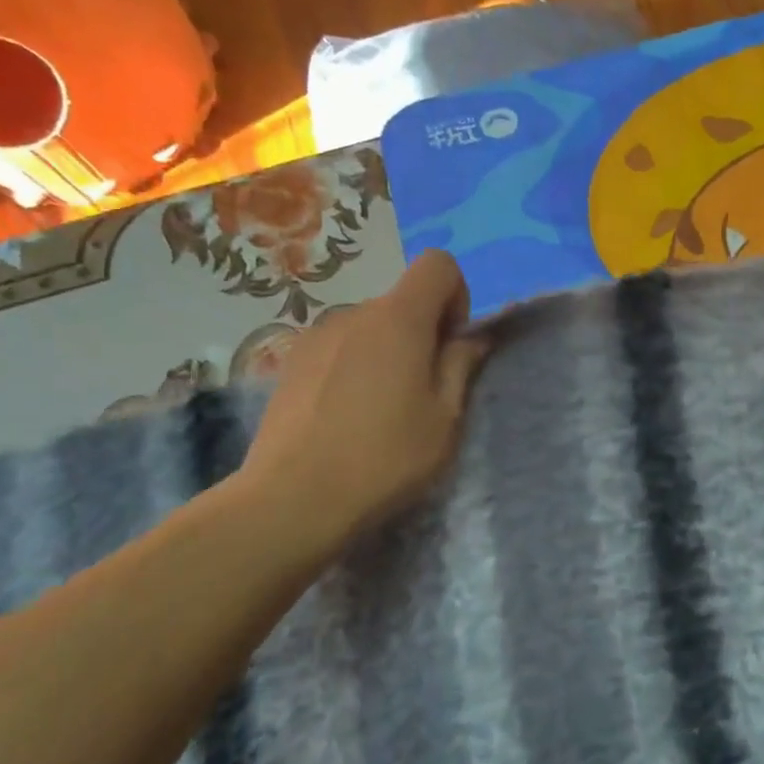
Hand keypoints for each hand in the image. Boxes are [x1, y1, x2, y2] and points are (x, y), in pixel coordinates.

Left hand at [233, 250, 487, 541]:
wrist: (292, 499)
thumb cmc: (384, 459)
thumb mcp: (444, 419)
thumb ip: (461, 366)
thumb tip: (473, 337)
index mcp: (399, 319)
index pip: (438, 264)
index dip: (456, 296)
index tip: (450, 346)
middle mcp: (354, 313)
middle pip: (401, 301)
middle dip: (421, 333)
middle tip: (420, 393)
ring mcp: (316, 335)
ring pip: (369, 327)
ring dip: (385, 352)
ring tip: (377, 411)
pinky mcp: (290, 362)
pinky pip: (338, 348)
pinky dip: (353, 366)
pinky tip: (343, 416)